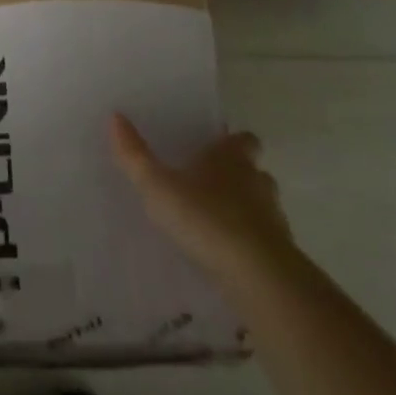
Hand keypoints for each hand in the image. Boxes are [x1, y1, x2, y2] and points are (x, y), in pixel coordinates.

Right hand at [111, 115, 295, 289]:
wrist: (258, 278)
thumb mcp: (159, 187)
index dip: (233, 142)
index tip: (217, 147)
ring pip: (262, 207)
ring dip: (246, 212)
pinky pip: (265, 243)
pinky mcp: (281, 257)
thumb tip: (115, 116)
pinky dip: (250, 245)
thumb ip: (135, 155)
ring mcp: (274, 220)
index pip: (244, 139)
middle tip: (210, 185)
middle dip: (239, 176)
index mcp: (232, 158)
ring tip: (217, 223)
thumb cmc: (207, 219)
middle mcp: (257, 182)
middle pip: (255, 172)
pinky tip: (228, 257)